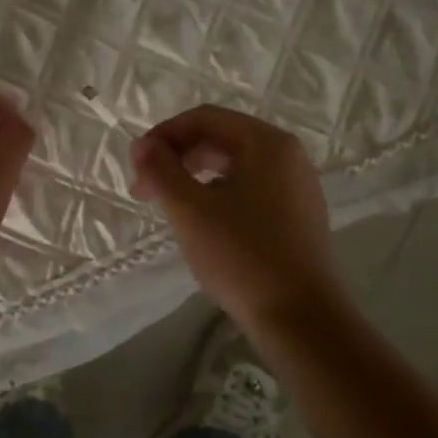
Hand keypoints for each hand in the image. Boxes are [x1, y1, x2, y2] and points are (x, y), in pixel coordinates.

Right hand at [130, 106, 345, 332]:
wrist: (300, 319)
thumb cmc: (241, 256)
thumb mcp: (190, 209)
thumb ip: (160, 169)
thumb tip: (142, 145)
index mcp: (267, 142)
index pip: (205, 118)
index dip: (164, 135)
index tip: (137, 166)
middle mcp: (288, 156)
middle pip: (221, 139)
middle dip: (177, 158)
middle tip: (145, 191)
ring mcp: (298, 187)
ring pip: (235, 166)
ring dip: (195, 178)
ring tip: (170, 208)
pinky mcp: (298, 216)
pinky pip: (251, 190)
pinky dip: (219, 196)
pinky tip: (204, 225)